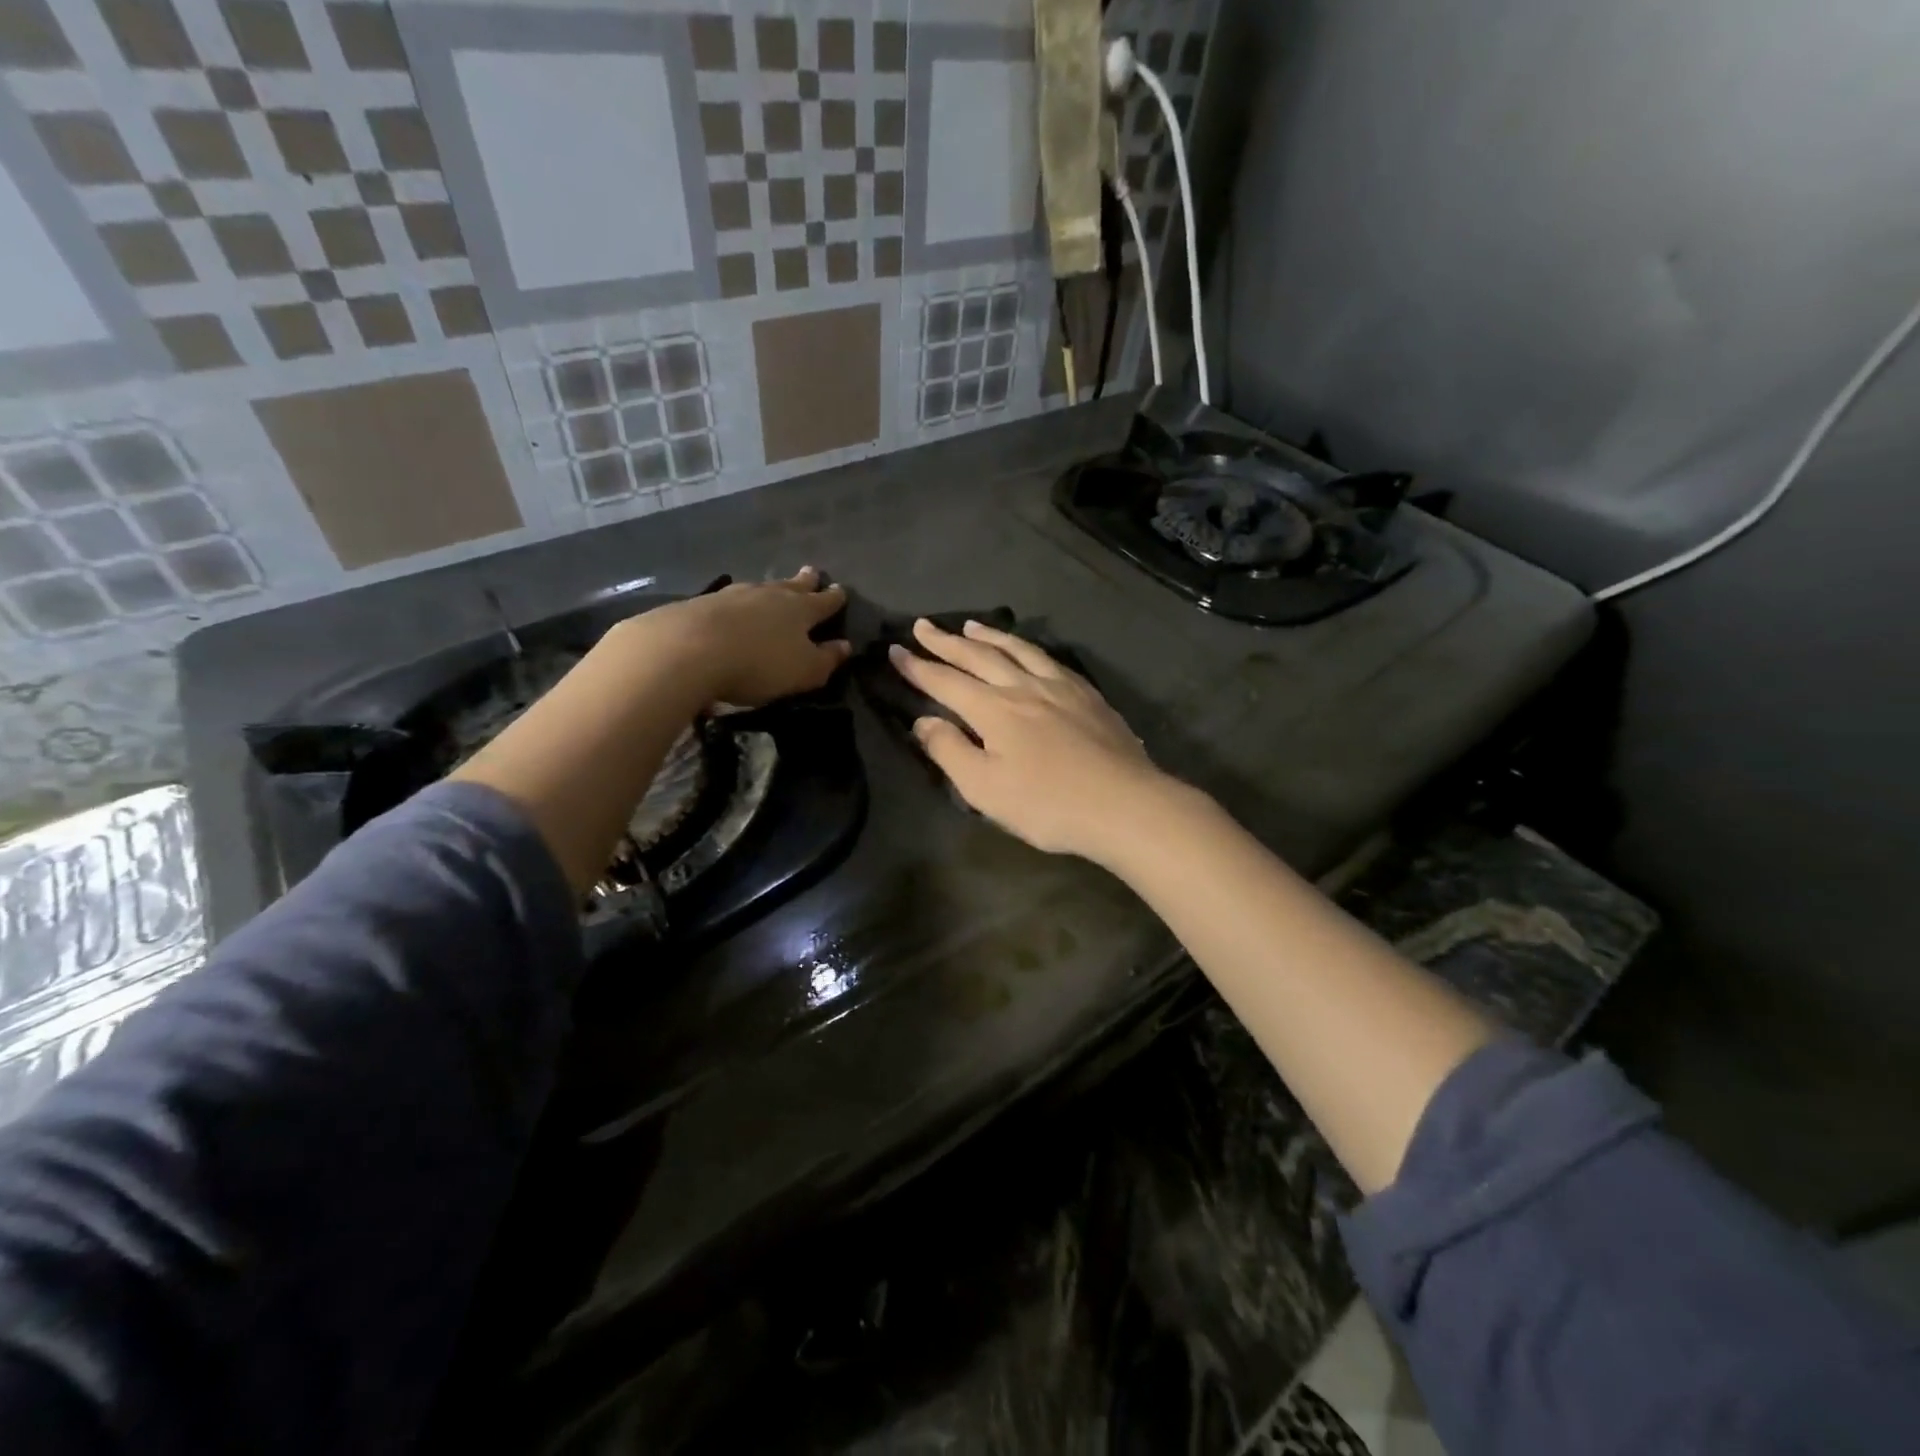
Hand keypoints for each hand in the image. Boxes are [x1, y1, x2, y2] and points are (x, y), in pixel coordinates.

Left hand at [625, 567, 849, 707]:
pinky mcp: (701, 604)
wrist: (688, 650)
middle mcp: (769, 595)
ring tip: (773, 589)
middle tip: (812, 571)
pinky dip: (737, 603)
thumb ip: (826, 659)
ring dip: (770, 589)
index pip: (823, 601)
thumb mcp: (803, 671)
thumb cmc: (758, 664)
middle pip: (791, 585)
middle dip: (804, 581)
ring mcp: (733, 595)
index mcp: (800, 610)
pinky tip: (732, 607)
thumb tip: (845, 646)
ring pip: (759, 589)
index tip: (841, 590)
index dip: (834, 598)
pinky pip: (729, 600)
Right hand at [890, 618, 1172, 861]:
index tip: (896, 651)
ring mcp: (1060, 687)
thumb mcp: (984, 789)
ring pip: (1017, 650)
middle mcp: (1024, 687)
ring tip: (970, 626)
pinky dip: (1028, 648)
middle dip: (946, 642)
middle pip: (978, 657)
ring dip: (989, 636)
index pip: (945, 681)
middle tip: (923, 626)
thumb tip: (924, 720)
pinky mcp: (1088, 695)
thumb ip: (949, 751)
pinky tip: (1029, 651)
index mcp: (994, 709)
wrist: (1124, 804)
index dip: (918, 667)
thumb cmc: (1047, 805)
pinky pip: (1049, 659)